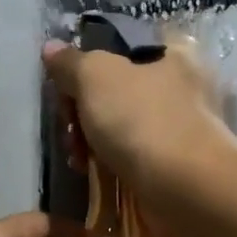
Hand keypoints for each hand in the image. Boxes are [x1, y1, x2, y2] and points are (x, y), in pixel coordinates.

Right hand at [41, 34, 236, 203]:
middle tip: (70, 125)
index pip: (119, 47)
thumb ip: (70, 62)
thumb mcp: (95, 77)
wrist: (185, 189)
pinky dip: (108, 161)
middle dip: (82, 108)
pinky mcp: (172, 164)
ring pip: (119, 124)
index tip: (66, 85)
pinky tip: (91, 171)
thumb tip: (51, 48)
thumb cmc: (141, 120)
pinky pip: (129, 155)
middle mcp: (180, 86)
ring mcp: (177, 127)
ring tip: (78, 155)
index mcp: (171, 53)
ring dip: (89, 138)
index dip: (87, 64)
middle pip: (115, 88)